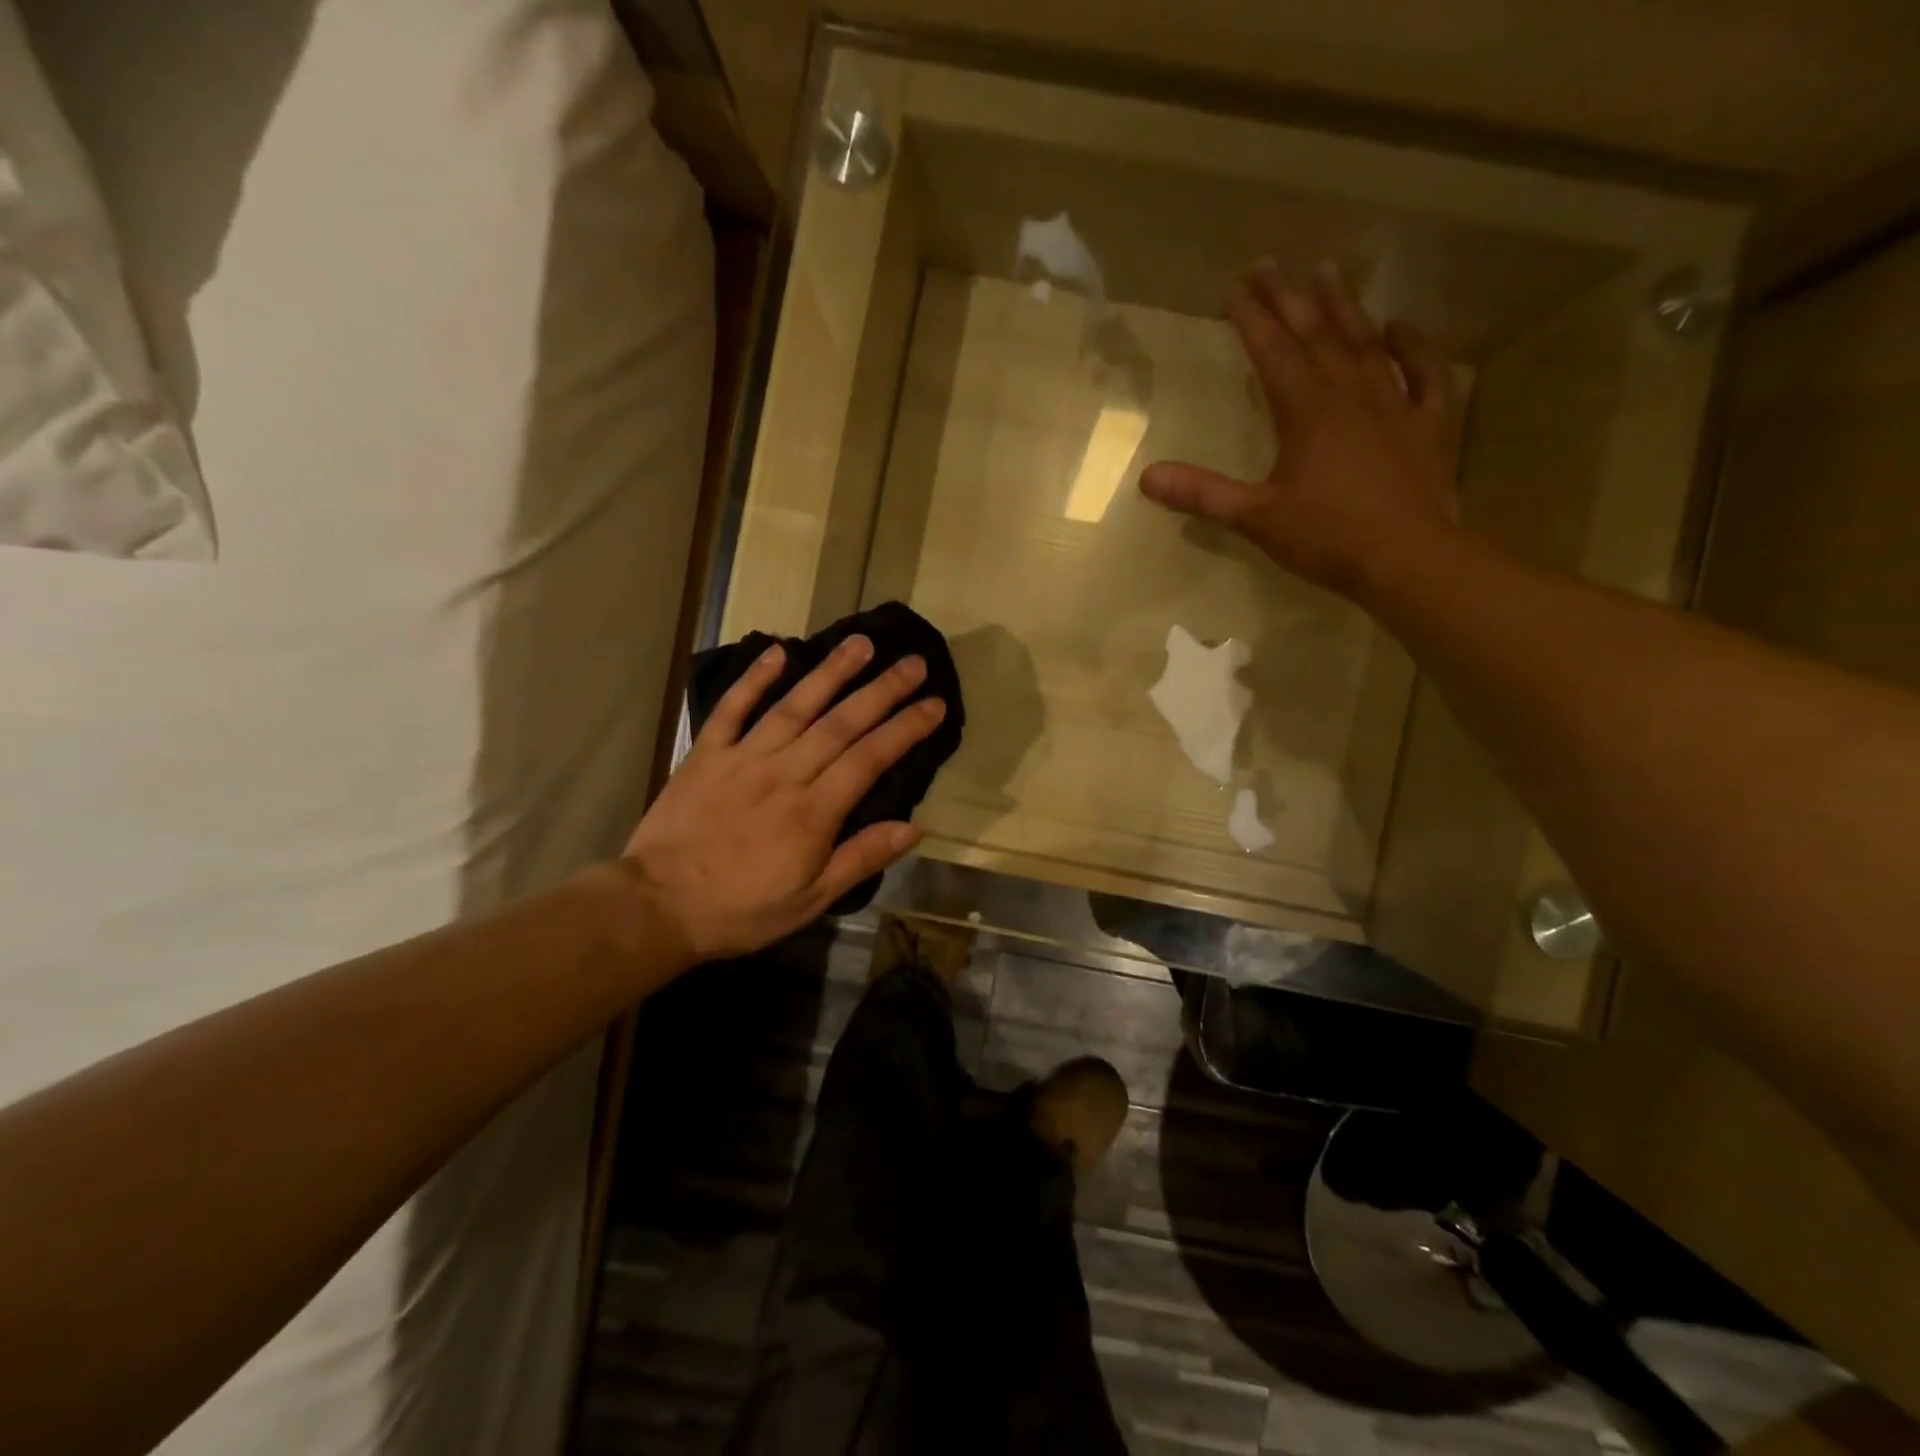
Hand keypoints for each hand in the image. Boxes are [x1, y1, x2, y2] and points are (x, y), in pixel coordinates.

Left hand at [620, 635, 944, 963]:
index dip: (905, 728)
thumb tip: (914, 828)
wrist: (658, 907)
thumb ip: (860, 859)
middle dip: (882, 690)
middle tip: (913, 663)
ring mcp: (743, 758)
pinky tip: (777, 650)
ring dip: (830, 672)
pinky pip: (733, 708)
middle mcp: (784, 774)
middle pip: (841, 723)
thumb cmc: (742, 910)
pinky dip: (754, 678)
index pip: (870, 759)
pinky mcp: (706, 753)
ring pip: (795, 706)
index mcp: (813, 812)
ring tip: (860, 643)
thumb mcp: (810, 900)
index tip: (935, 704)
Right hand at [1140, 261, 1462, 602]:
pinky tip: (1400, 328)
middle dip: (1290, 298)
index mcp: (1307, 412)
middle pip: (1317, 335)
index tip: (1235, 286)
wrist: (1408, 559)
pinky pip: (1425, 374)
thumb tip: (1147, 477)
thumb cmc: (1327, 538)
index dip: (1252, 318)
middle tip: (1270, 263)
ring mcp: (1395, 406)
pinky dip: (1414, 347)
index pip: (1273, 352)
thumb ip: (1203, 495)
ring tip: (1328, 270)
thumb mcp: (1255, 519)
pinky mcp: (1428, 426)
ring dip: (1345, 307)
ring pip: (1366, 343)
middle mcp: (1350, 395)